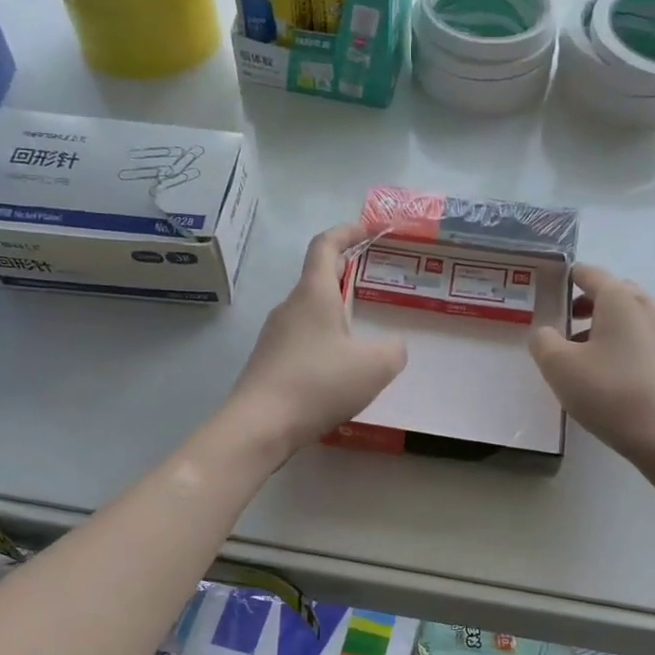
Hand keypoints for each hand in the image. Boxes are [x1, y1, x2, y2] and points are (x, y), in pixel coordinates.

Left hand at [228, 223, 406, 457]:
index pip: (325, 245)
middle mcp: (289, 307)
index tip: (368, 230)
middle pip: (317, 279)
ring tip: (363, 337)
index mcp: (313, 294)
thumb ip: (394, 350)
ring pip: (310, 314)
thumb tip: (393, 345)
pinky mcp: (268, 362)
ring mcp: (274, 335)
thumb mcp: (375, 366)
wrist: (260, 425)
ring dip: (336, 316)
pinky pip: (302, 341)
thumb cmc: (319, 384)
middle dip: (346, 277)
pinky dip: (324, 344)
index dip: (346, 231)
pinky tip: (339, 373)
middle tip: (375, 288)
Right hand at [529, 265, 654, 472]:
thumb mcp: (559, 366)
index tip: (551, 284)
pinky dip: (620, 346)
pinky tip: (605, 375)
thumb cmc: (610, 392)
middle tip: (565, 319)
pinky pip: (640, 342)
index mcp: (620, 300)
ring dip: (604, 326)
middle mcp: (647, 309)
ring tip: (580, 352)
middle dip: (588, 301)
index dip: (569, 276)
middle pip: (615, 293)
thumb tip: (545, 332)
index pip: (591, 273)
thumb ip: (543, 342)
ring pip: (629, 319)